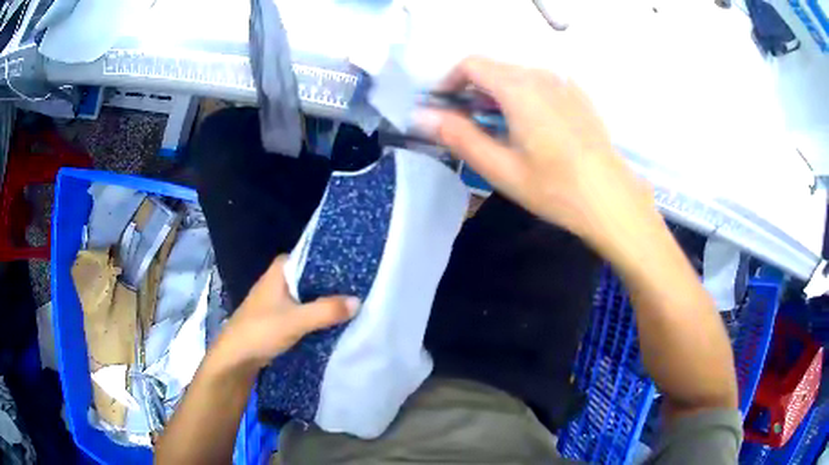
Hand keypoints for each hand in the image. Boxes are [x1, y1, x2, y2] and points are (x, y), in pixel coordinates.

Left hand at [212, 255, 358, 372]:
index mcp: (281, 270)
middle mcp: (280, 279)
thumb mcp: (295, 320)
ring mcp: (280, 299)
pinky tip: (338, 319)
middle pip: (313, 276)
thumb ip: (326, 310)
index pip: (312, 255)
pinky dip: (319, 314)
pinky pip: (306, 310)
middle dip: (335, 283)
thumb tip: (359, 301)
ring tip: (358, 301)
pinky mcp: (281, 316)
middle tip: (364, 285)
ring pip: (310, 295)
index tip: (359, 265)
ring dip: (328, 300)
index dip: (335, 260)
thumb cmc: (260, 331)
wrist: (236, 358)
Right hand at [416, 57, 658, 252]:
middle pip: (495, 68)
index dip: (450, 82)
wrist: (612, 200)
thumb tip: (423, 116)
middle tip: (468, 125)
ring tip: (499, 129)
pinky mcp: (579, 96)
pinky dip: (524, 96)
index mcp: (519, 88)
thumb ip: (459, 137)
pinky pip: (541, 84)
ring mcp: (564, 84)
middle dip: (473, 90)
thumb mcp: (501, 168)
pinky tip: (532, 128)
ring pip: (518, 76)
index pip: (471, 64)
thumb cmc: (556, 188)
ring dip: (498, 94)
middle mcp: (542, 75)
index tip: (445, 108)